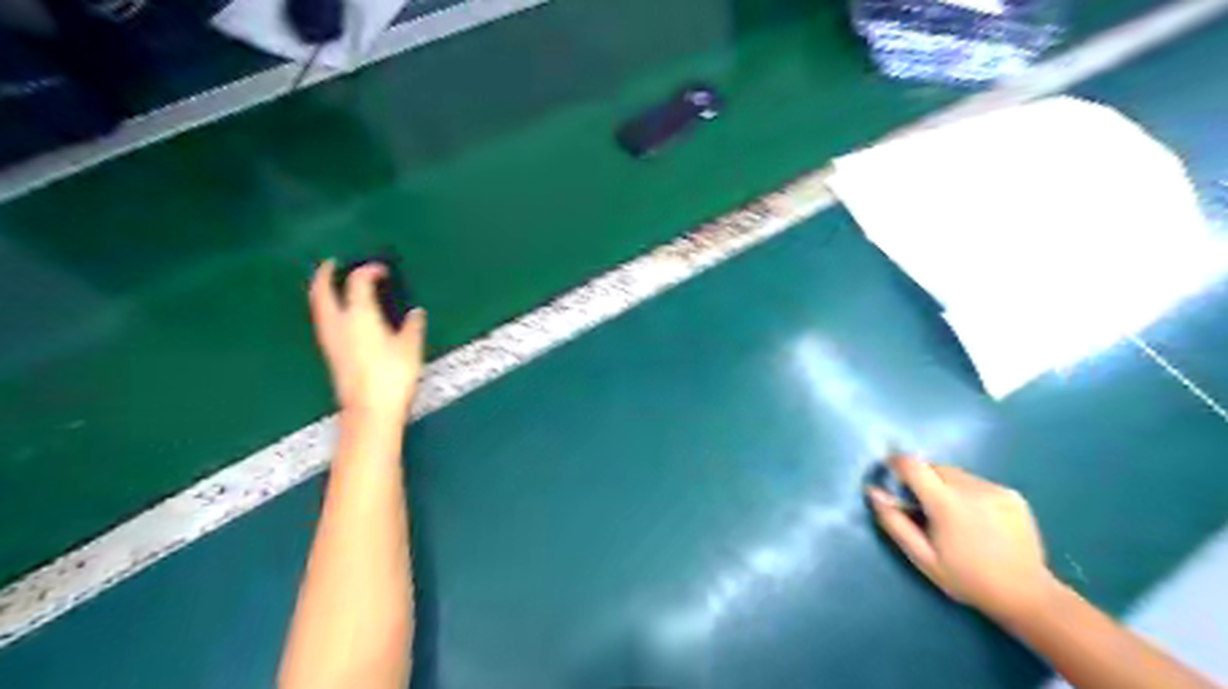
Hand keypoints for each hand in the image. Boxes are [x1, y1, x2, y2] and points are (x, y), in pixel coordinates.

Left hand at [310, 259, 427, 420]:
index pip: (358, 282)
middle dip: (326, 274)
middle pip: (323, 290)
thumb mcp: (411, 347)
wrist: (370, 408)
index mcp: (360, 314)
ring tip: (330, 285)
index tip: (381, 270)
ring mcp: (330, 338)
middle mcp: (339, 322)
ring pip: (318, 306)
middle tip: (332, 264)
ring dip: (321, 291)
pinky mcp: (330, 353)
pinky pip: (322, 320)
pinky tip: (337, 314)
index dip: (369, 271)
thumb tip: (415, 314)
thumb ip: (412, 327)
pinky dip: (325, 308)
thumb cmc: (393, 375)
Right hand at [868, 454, 1059, 620]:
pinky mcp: (1013, 495)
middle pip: (935, 467)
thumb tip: (873, 491)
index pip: (913, 465)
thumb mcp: (923, 558)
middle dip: (922, 479)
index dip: (897, 463)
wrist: (1028, 595)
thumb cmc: (967, 579)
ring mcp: (996, 489)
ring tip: (951, 516)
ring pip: (956, 474)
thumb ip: (895, 522)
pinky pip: (978, 483)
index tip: (890, 471)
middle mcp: (972, 488)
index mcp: (947, 503)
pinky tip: (977, 519)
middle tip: (922, 506)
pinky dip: (968, 493)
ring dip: (945, 485)